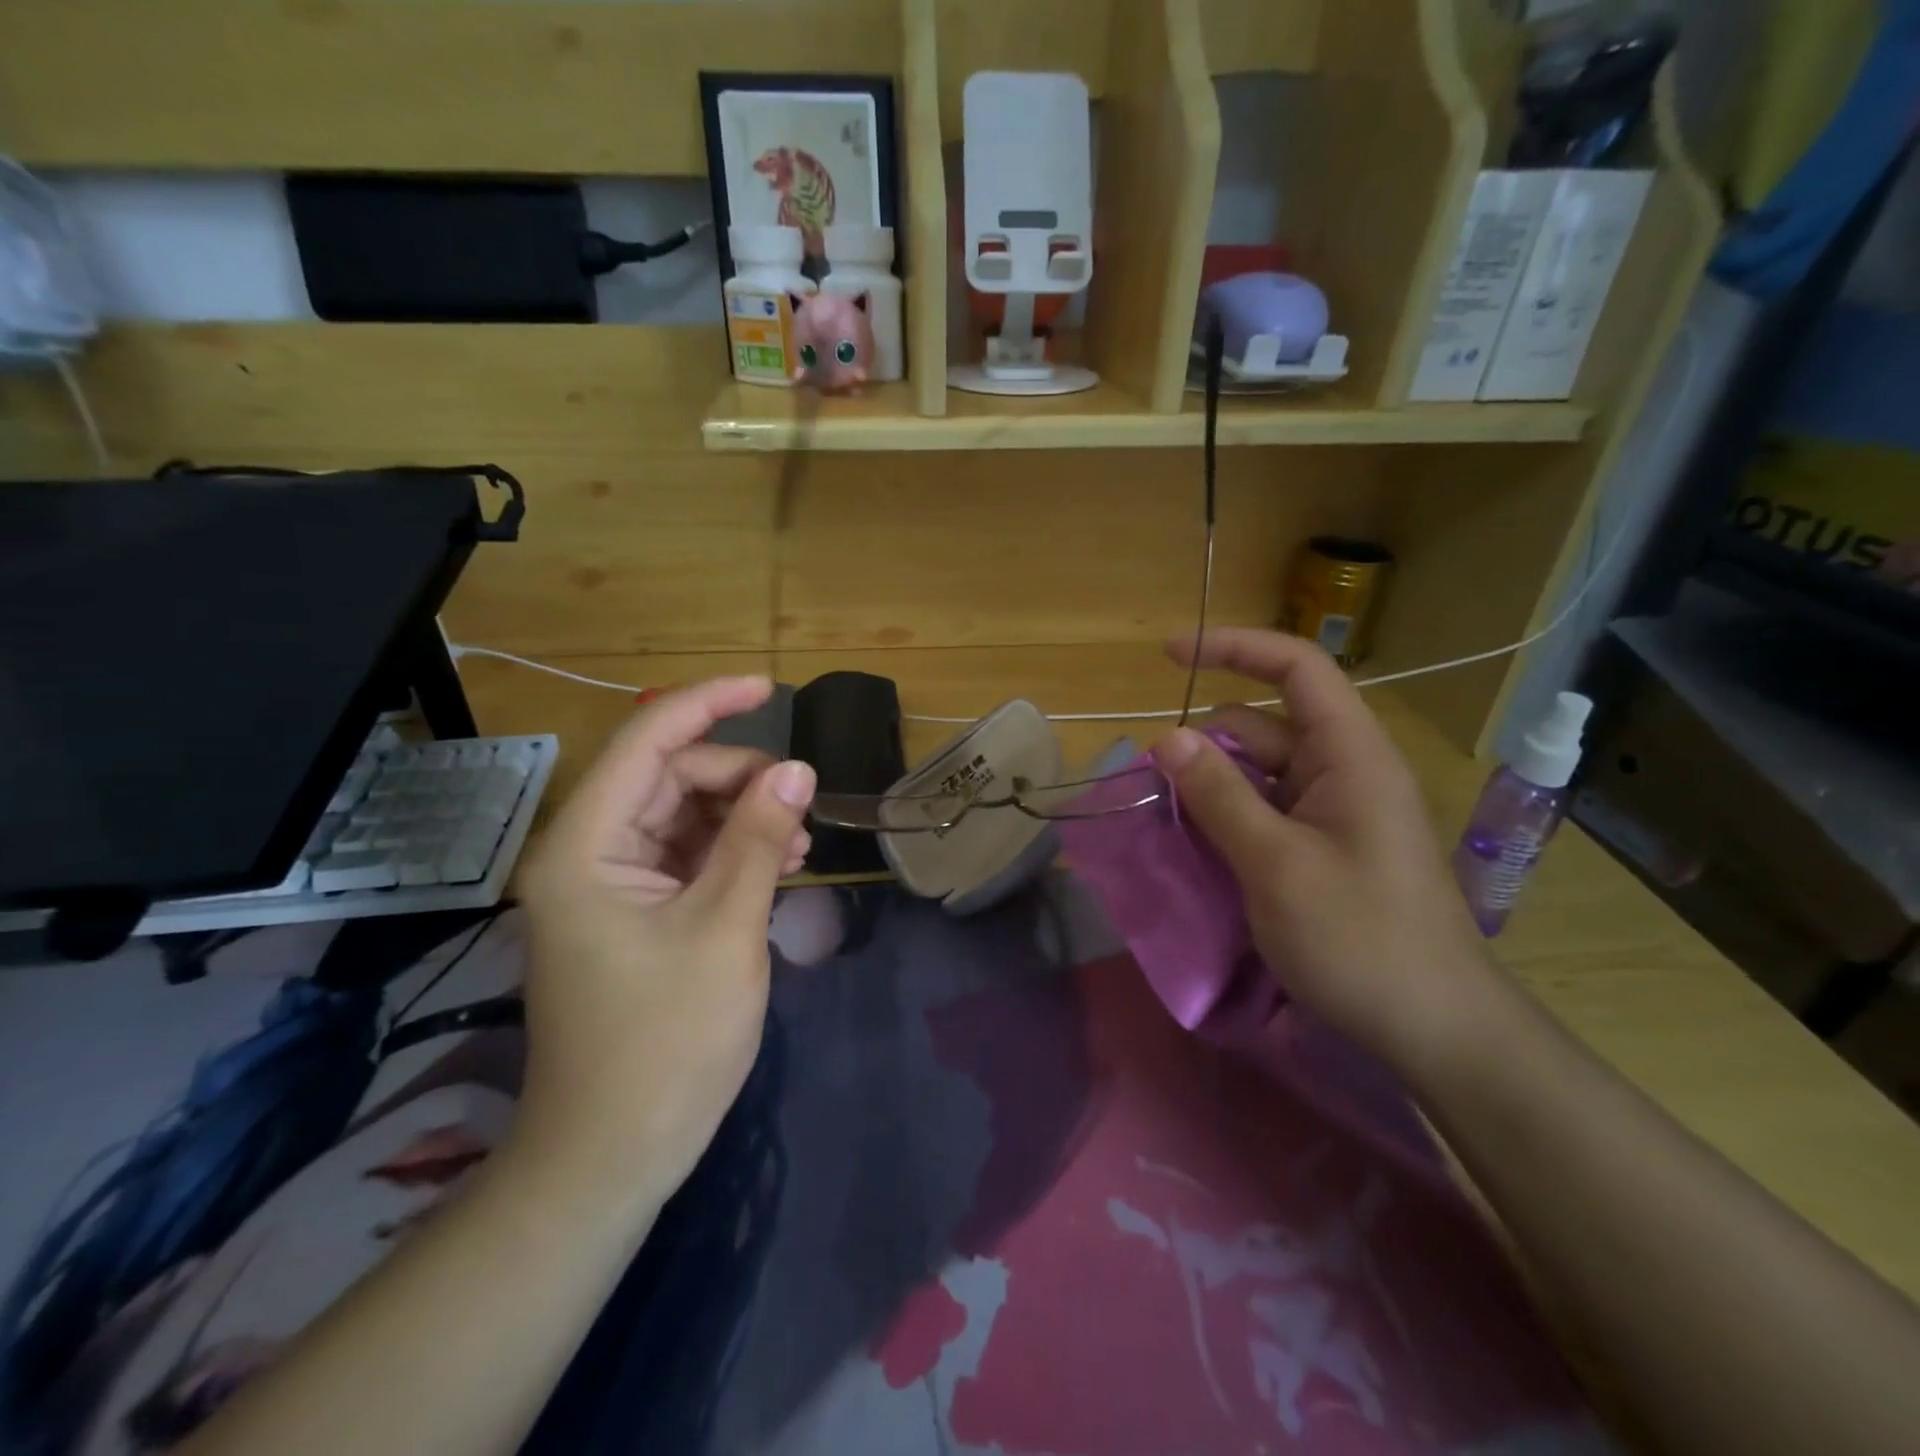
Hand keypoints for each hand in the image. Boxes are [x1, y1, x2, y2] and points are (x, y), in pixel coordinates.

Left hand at [513, 677, 815, 1206]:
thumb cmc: (665, 1042)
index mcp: (587, 845)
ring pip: (685, 815)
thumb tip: (796, 767)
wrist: (613, 1153)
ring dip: (744, 817)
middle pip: (672, 777)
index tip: (770, 688)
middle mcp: (589, 852)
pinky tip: (777, 867)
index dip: (709, 703)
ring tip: (798, 846)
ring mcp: (611, 884)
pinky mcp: (634, 912)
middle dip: (741, 779)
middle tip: (801, 811)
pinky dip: (733, 852)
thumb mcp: (727, 927)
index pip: (647, 741)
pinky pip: (688, 855)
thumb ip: (760, 838)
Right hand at [1153, 629, 1499, 1076]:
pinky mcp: (1325, 849)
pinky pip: (1266, 812)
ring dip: (1211, 785)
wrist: (1436, 1031)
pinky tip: (1196, 847)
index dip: (1235, 648)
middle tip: (1153, 783)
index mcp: (1349, 755)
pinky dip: (1227, 818)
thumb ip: (1219, 795)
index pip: (1297, 669)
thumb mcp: (1275, 863)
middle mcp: (1344, 772)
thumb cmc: (1359, 938)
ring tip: (1165, 819)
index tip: (1170, 655)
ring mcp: (1335, 813)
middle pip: (1265, 725)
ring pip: (1260, 773)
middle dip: (1206, 741)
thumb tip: (1167, 736)